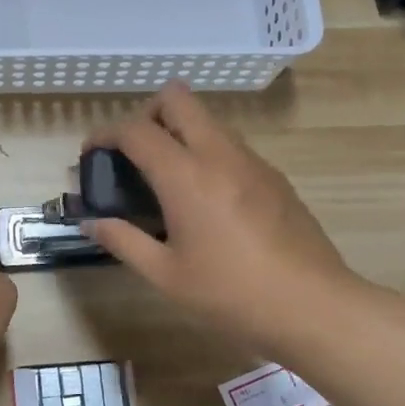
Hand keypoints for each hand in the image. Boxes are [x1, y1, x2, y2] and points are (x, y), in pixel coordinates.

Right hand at [86, 84, 352, 356]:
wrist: (314, 306)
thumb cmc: (232, 295)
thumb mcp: (166, 275)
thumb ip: (123, 241)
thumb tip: (90, 223)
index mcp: (187, 176)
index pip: (136, 130)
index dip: (106, 134)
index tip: (91, 154)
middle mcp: (219, 154)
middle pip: (177, 98)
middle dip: (146, 114)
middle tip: (134, 155)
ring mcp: (252, 161)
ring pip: (207, 120)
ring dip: (179, 133)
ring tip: (166, 180)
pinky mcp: (274, 176)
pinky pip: (230, 145)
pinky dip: (206, 153)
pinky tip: (205, 200)